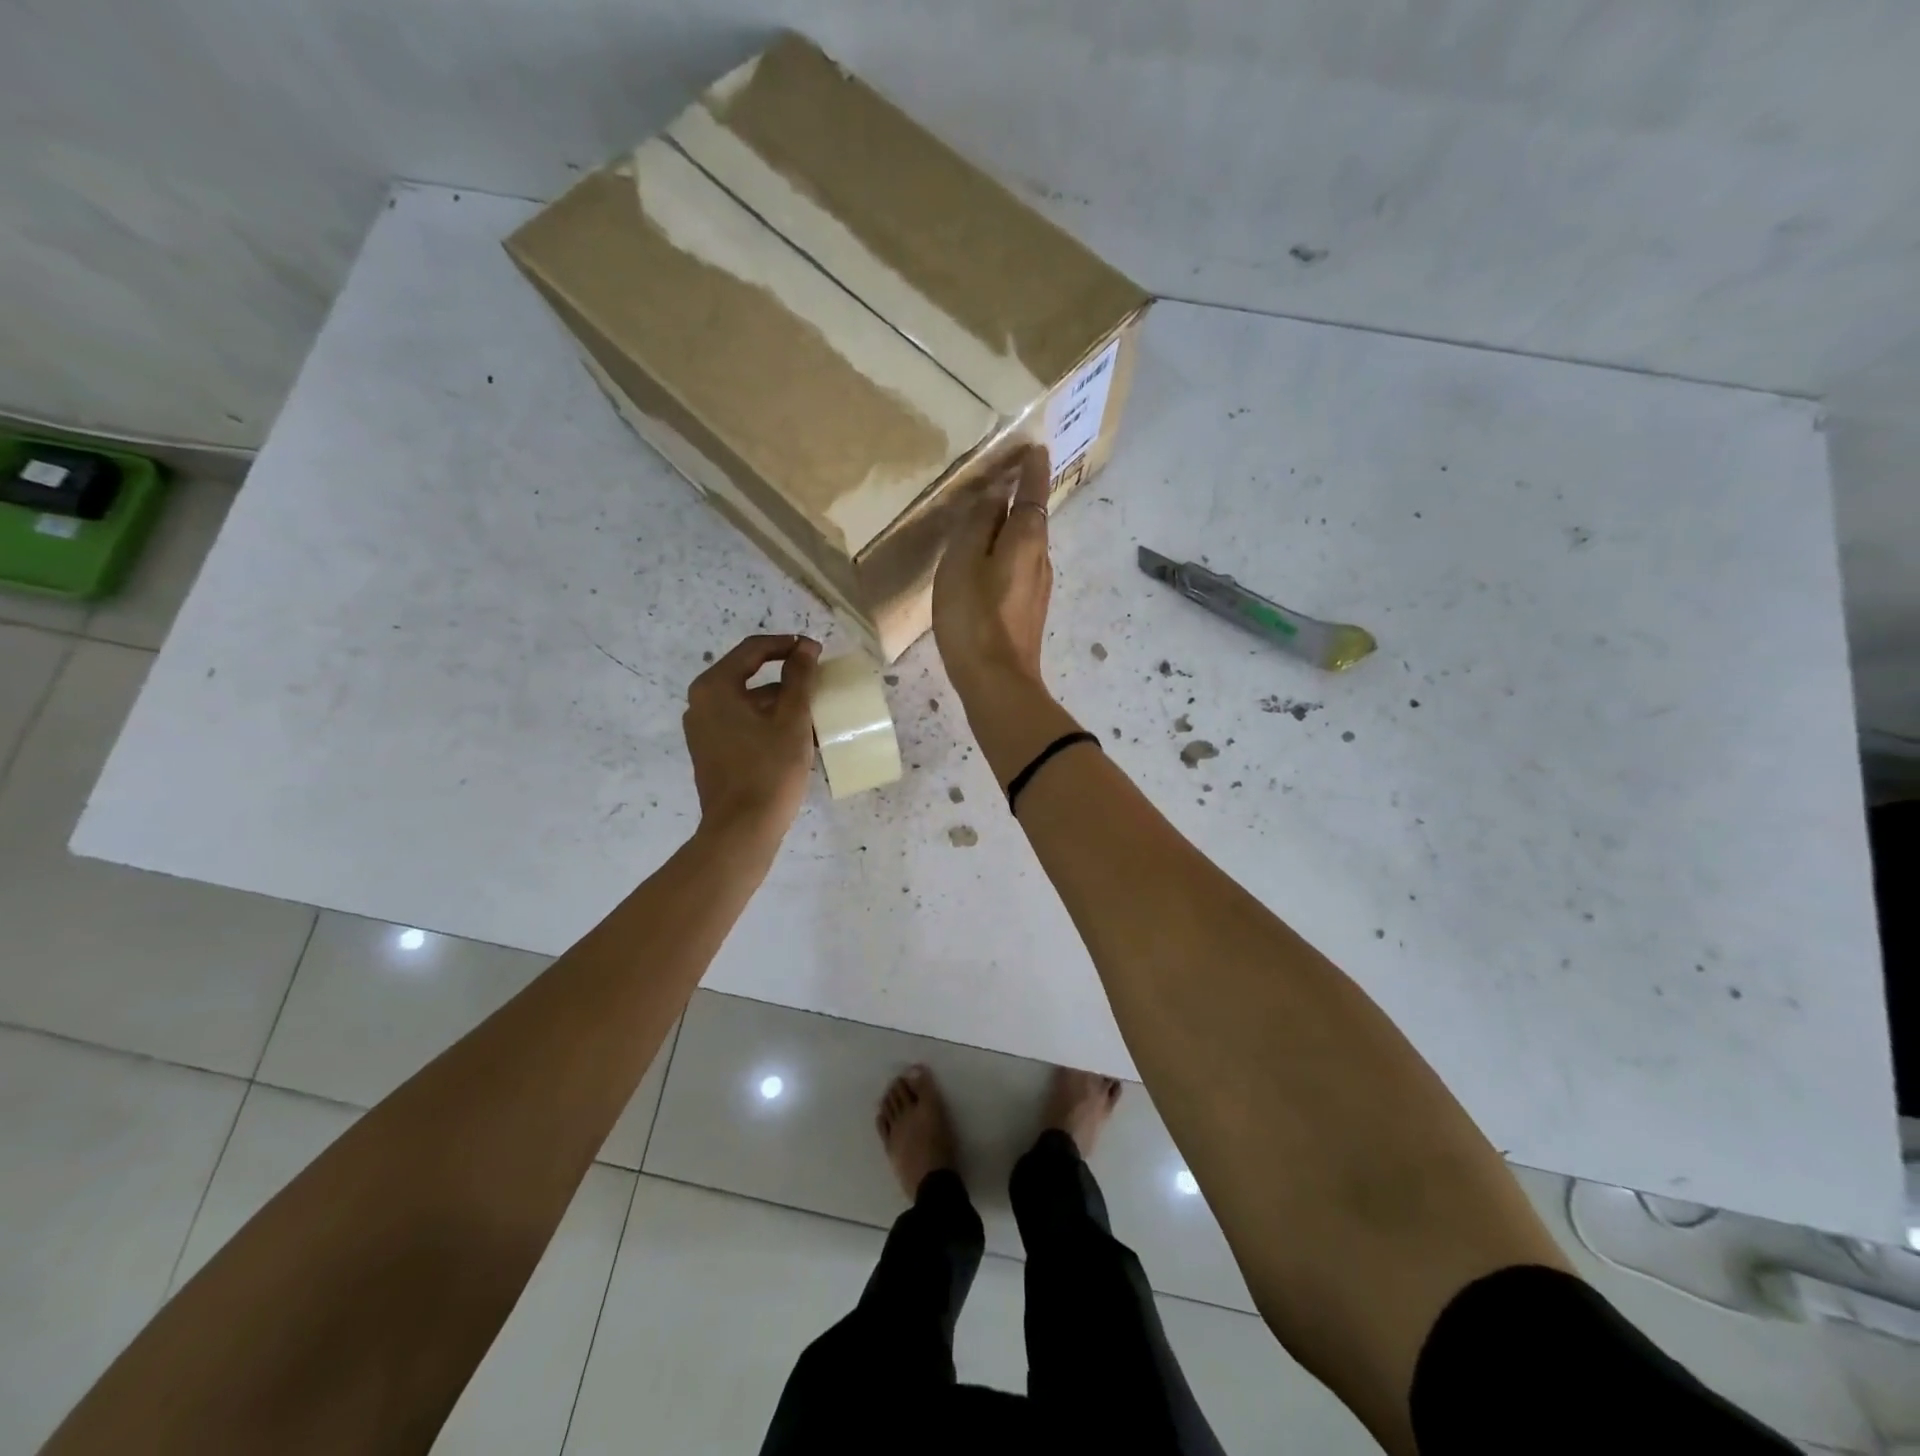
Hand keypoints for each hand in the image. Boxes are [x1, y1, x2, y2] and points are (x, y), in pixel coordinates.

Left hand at [683, 634, 820, 843]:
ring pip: (747, 702)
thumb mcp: (792, 720)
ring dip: (780, 703)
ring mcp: (702, 729)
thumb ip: (799, 678)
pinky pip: (741, 723)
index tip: (817, 652)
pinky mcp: (710, 751)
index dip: (788, 646)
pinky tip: (796, 737)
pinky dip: (767, 722)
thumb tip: (806, 646)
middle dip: (786, 677)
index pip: (753, 650)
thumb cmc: (768, 770)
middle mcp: (701, 703)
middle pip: (748, 674)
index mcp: (714, 687)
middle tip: (818, 682)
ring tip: (814, 713)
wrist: (741, 830)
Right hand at [932, 444, 1053, 700]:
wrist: (997, 682)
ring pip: (1026, 546)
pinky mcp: (1030, 610)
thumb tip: (996, 496)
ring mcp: (1039, 587)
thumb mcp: (963, 562)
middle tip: (1003, 477)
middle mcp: (1042, 558)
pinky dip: (1007, 554)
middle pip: (1033, 518)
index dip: (1032, 468)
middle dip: (1021, 496)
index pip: (1034, 491)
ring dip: (1012, 528)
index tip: (1034, 447)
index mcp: (1027, 538)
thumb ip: (978, 523)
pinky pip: (1020, 568)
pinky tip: (988, 565)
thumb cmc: (973, 617)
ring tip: (987, 520)